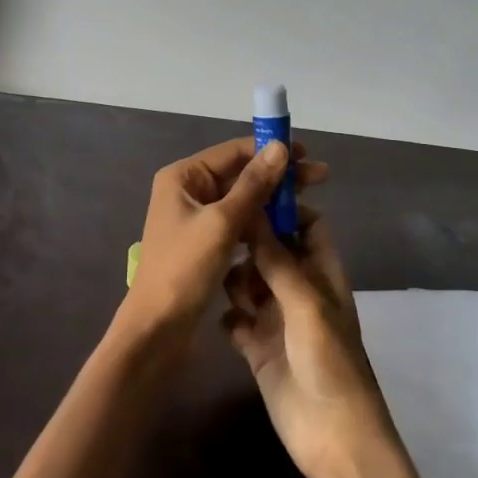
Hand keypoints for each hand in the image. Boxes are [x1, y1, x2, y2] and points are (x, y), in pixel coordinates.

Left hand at [119, 137, 327, 349]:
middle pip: (240, 173)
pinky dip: (261, 221)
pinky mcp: (204, 243)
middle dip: (278, 175)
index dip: (271, 150)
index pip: (234, 151)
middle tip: (320, 177)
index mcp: (184, 177)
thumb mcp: (223, 223)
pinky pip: (237, 222)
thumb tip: (280, 147)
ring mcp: (195, 218)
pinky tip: (287, 226)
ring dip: (272, 199)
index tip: (307, 154)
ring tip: (309, 202)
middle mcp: (187, 190)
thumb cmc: (185, 269)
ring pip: (241, 199)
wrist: (156, 329)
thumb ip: (253, 184)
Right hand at [222, 209, 396, 477]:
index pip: (307, 225)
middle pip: (271, 250)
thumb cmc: (329, 361)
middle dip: (249, 244)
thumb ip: (276, 259)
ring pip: (248, 282)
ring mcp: (276, 319)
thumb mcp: (305, 303)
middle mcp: (298, 289)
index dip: (284, 209)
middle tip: (219, 238)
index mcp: (321, 272)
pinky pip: (235, 320)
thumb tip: (253, 211)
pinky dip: (229, 318)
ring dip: (235, 281)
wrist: (333, 437)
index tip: (249, 196)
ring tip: (222, 286)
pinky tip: (226, 323)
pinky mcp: (257, 347)